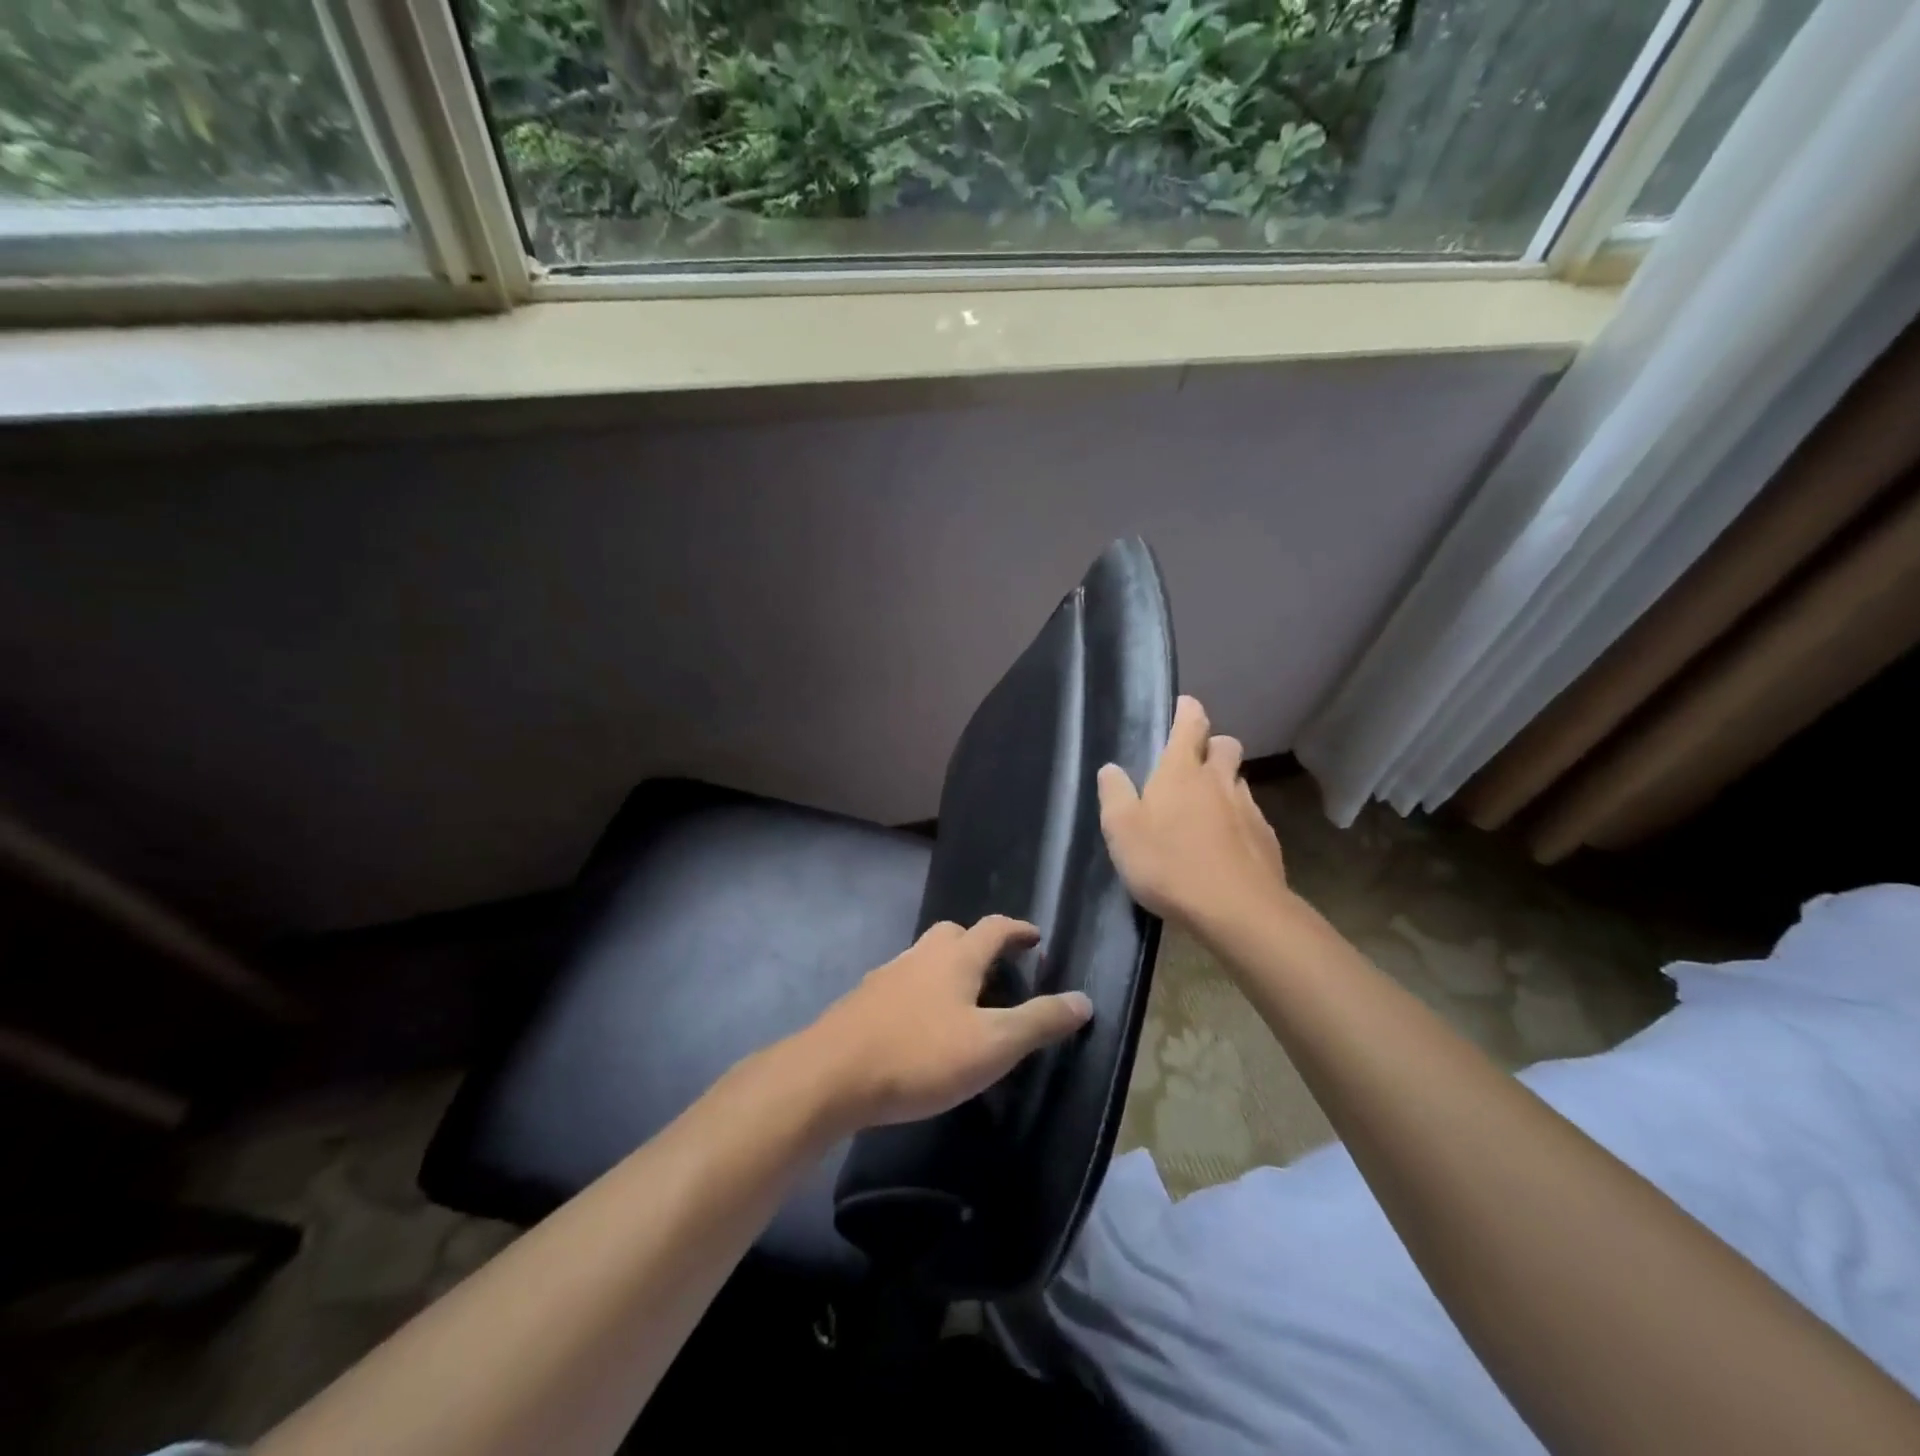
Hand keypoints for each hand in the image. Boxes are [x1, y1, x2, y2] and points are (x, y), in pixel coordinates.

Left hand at [802, 915, 1093, 1129]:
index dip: (1018, 930)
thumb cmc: (921, 1055)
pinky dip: (920, 993)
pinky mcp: (863, 1001)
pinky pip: (902, 984)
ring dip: (947, 969)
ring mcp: (887, 975)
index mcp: (956, 957)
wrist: (832, 1074)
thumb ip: (1039, 1022)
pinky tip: (921, 1026)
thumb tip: (1083, 1000)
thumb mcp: (993, 1044)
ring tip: (962, 1002)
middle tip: (997, 970)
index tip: (1034, 938)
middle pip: (954, 934)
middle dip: (978, 944)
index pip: (994, 928)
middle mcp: (921, 955)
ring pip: (924, 958)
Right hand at [1097, 694, 1290, 927]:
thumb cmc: (1168, 864)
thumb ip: (1114, 794)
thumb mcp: (1122, 830)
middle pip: (1225, 745)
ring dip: (1224, 785)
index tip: (1183, 705)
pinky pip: (1251, 817)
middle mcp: (1219, 781)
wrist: (1236, 910)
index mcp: (1181, 772)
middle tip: (1193, 765)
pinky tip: (1224, 846)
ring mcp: (1248, 808)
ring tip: (1205, 812)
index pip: (1191, 723)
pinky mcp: (1266, 839)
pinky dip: (1238, 821)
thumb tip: (1111, 769)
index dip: (1187, 710)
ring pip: (1239, 781)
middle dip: (1212, 745)